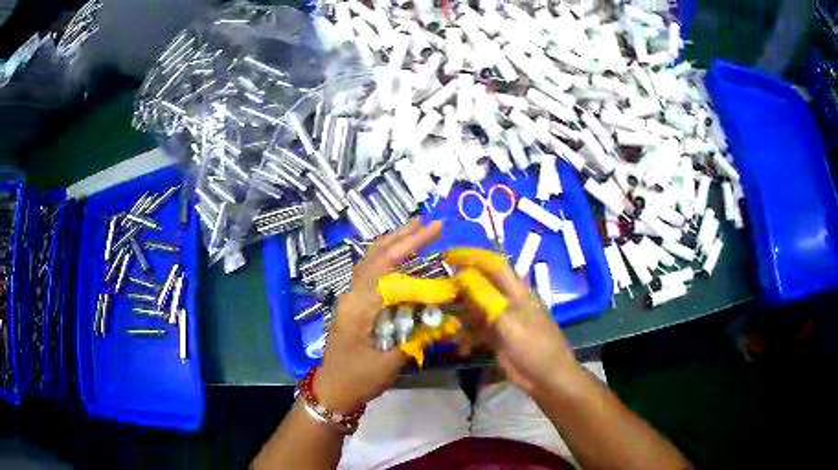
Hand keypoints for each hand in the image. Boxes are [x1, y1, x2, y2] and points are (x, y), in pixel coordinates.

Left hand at [314, 219, 443, 413]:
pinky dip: (385, 258)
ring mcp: (349, 298)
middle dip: (403, 237)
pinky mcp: (352, 304)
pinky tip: (398, 257)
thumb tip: (445, 314)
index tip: (435, 230)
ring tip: (414, 229)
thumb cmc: (359, 379)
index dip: (411, 246)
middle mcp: (351, 294)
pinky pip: (369, 273)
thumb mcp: (389, 362)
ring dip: (392, 243)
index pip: (387, 267)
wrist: (332, 390)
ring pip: (370, 261)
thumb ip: (415, 335)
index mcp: (358, 306)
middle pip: (376, 256)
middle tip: (428, 222)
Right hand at [445, 249, 580, 396]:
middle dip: (460, 285)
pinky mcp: (498, 338)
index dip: (472, 257)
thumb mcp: (509, 320)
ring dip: (460, 312)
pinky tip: (457, 343)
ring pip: (476, 309)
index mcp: (517, 291)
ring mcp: (503, 321)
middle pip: (482, 286)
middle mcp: (509, 301)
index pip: (493, 265)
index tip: (448, 255)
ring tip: (440, 317)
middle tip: (436, 289)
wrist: (547, 378)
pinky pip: (477, 330)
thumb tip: (462, 274)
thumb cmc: (533, 346)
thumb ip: (485, 297)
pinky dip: (466, 335)